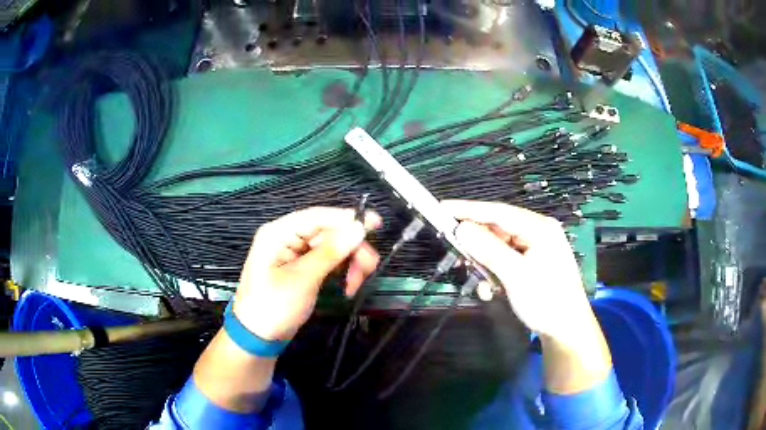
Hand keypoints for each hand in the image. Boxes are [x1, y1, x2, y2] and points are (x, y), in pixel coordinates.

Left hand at [233, 207, 380, 341]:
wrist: (258, 337)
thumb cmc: (274, 306)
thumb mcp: (303, 279)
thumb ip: (330, 252)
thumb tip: (358, 228)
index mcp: (279, 233)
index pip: (318, 217)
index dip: (347, 218)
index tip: (377, 223)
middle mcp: (287, 237)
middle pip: (329, 232)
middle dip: (351, 249)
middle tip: (369, 269)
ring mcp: (295, 253)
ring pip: (332, 247)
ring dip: (349, 263)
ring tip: (354, 286)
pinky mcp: (303, 268)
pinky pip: (328, 261)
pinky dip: (341, 271)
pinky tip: (348, 287)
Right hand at [442, 200, 590, 340]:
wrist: (566, 330)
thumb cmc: (546, 300)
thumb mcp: (516, 275)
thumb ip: (488, 250)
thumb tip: (461, 228)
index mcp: (539, 228)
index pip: (498, 212)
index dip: (469, 209)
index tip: (442, 208)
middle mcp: (537, 233)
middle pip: (498, 229)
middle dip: (477, 244)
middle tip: (457, 253)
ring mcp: (535, 249)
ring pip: (499, 247)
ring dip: (485, 263)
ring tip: (478, 280)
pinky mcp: (532, 265)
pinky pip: (506, 261)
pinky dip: (495, 273)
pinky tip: (491, 290)